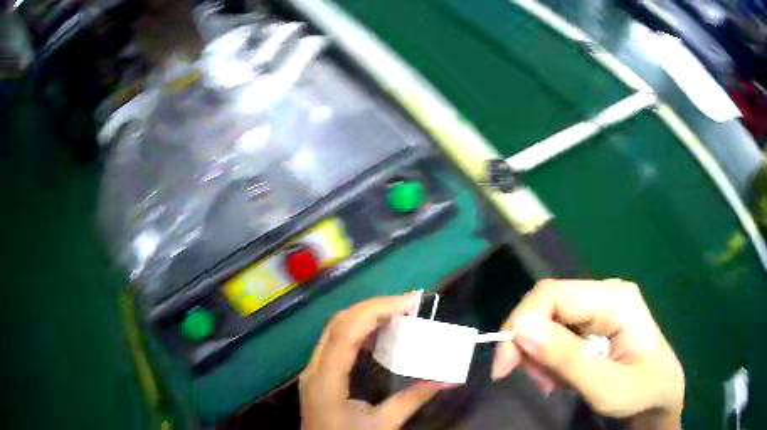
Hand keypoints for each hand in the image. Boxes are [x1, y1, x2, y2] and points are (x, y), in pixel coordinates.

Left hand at [300, 294, 447, 429]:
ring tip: (397, 313)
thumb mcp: (383, 424)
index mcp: (326, 380)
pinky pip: (334, 342)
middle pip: (338, 323)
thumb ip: (413, 399)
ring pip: (334, 329)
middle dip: (373, 307)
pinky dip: (357, 330)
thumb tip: (447, 380)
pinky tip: (377, 334)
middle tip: (407, 305)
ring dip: (364, 316)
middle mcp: (314, 368)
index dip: (376, 310)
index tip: (409, 303)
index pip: (345, 332)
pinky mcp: (317, 374)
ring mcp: (312, 370)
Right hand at [491, 279, 683, 428]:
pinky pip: (559, 332)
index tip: (504, 367)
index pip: (553, 294)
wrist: (660, 394)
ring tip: (555, 384)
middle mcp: (606, 293)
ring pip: (550, 320)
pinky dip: (551, 357)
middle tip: (537, 382)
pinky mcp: (596, 321)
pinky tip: (562, 376)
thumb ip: (567, 358)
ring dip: (541, 356)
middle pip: (549, 306)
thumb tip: (521, 327)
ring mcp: (601, 306)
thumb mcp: (606, 386)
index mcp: (615, 299)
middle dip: (531, 345)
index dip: (520, 324)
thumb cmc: (642, 391)